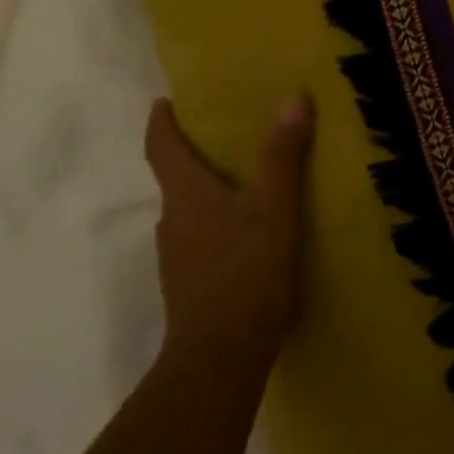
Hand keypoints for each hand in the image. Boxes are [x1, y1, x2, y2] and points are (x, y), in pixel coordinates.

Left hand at [143, 94, 315, 372]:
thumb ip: (283, 155)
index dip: (161, 122)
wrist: (221, 356)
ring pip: (190, 211)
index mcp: (187, 195)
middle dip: (194, 155)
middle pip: (175, 178)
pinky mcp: (191, 284)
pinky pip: (201, 239)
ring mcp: (178, 256)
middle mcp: (174, 220)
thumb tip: (292, 97)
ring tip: (245, 182)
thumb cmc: (246, 271)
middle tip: (225, 136)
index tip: (164, 102)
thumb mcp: (275, 208)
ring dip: (208, 191)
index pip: (162, 148)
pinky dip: (218, 223)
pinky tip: (248, 233)